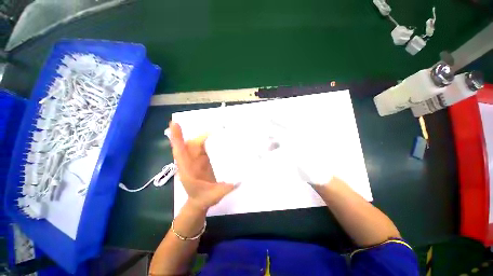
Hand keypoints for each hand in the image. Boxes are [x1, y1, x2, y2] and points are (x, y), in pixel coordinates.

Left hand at [169, 121, 237, 210]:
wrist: (199, 202)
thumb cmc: (204, 199)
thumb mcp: (214, 195)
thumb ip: (226, 189)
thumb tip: (240, 180)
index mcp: (188, 171)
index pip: (180, 152)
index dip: (177, 139)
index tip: (175, 124)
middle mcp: (189, 163)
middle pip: (188, 145)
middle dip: (197, 135)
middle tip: (212, 128)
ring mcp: (195, 161)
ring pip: (195, 145)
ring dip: (202, 136)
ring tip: (215, 129)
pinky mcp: (201, 160)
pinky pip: (201, 148)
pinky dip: (205, 140)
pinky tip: (213, 136)